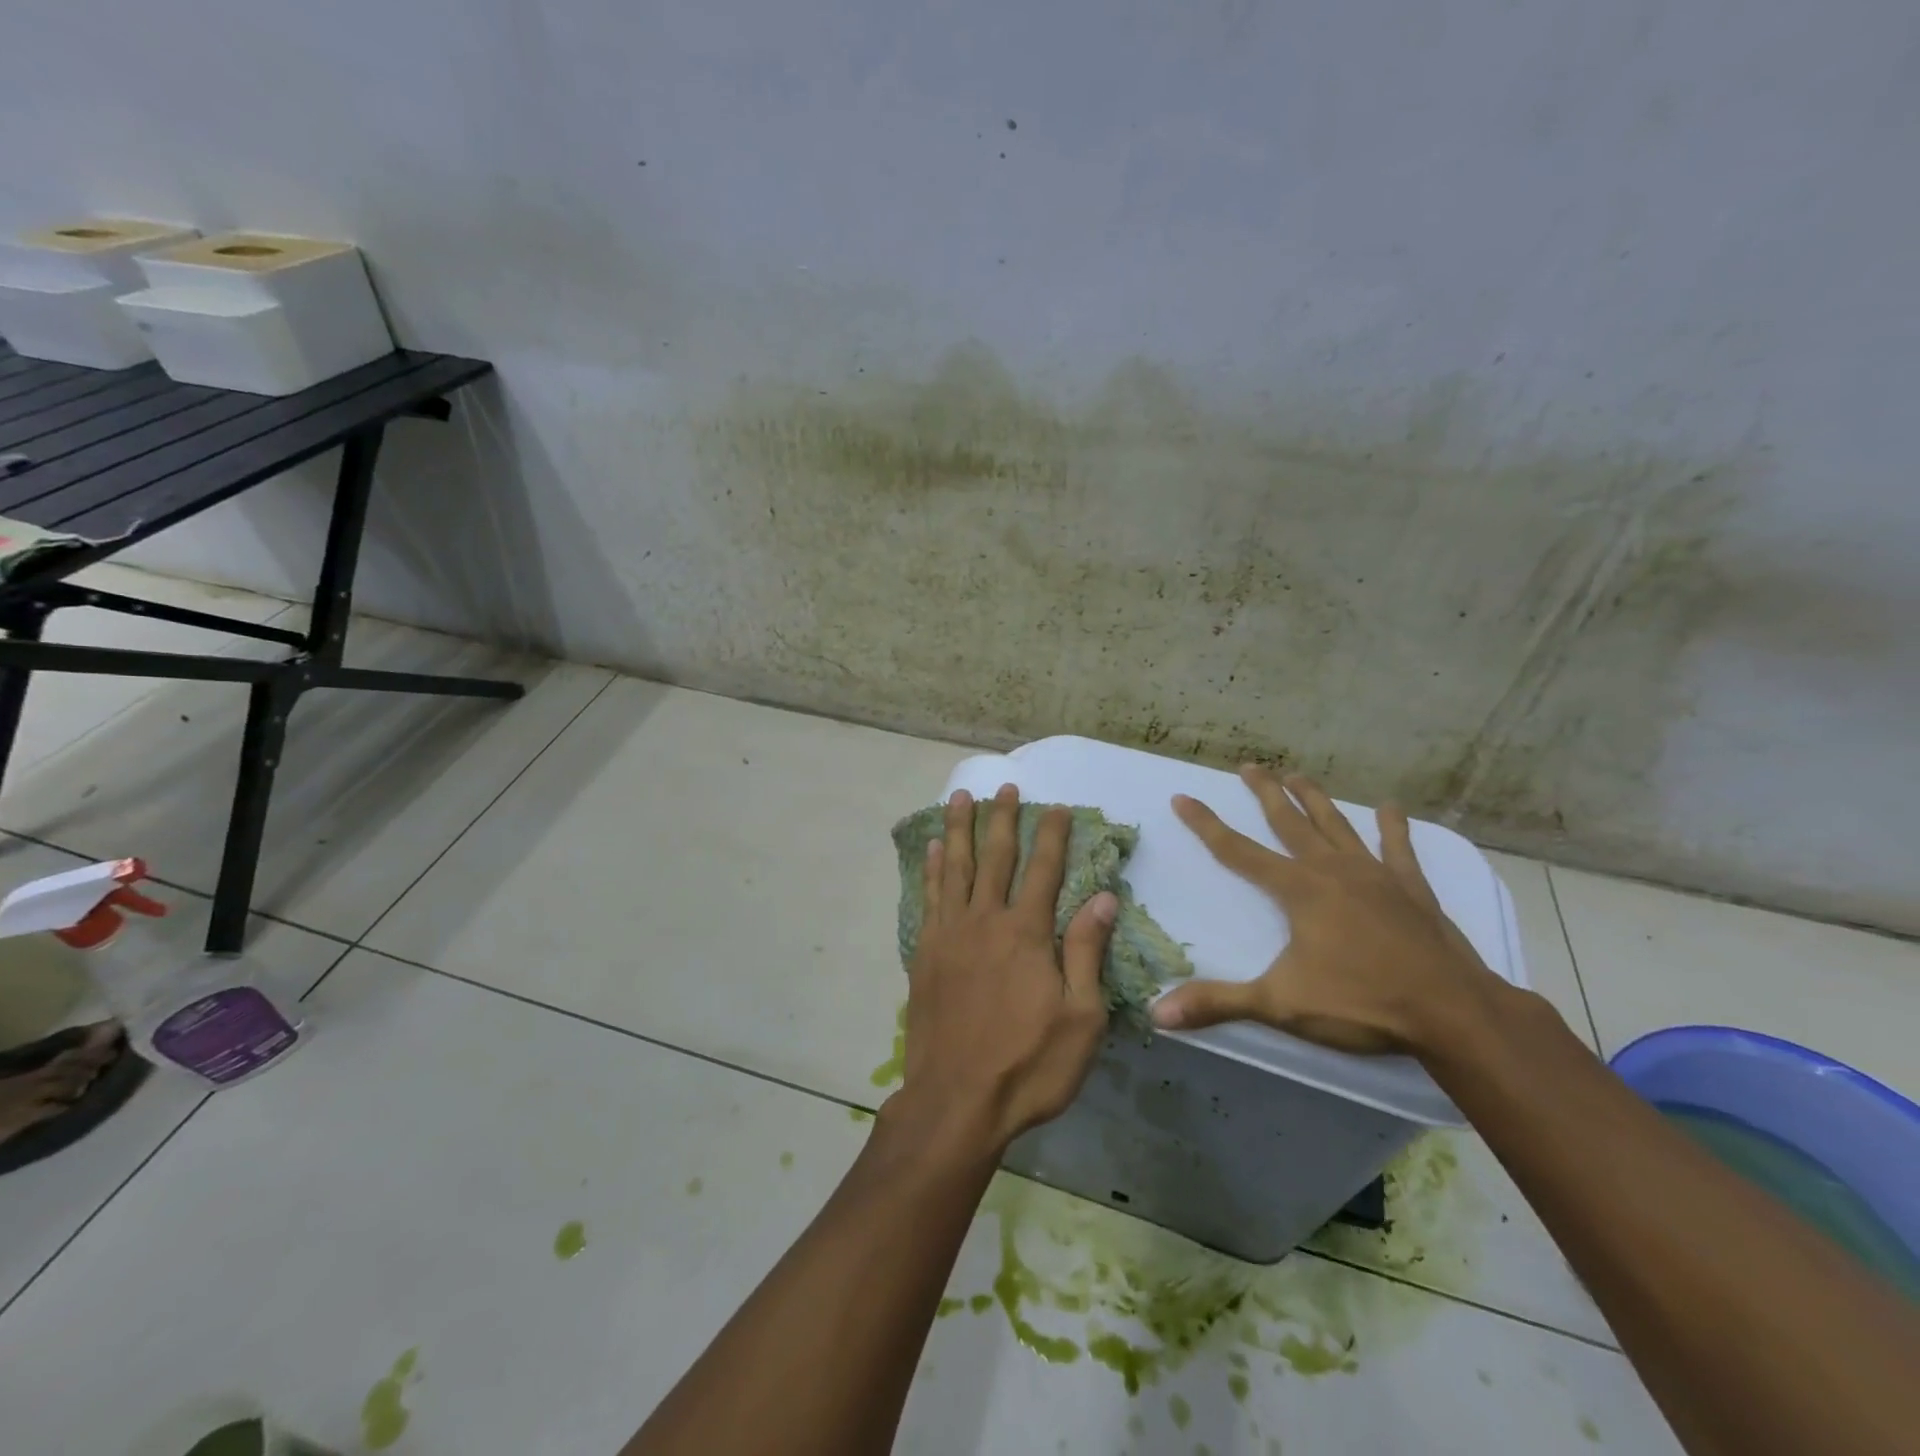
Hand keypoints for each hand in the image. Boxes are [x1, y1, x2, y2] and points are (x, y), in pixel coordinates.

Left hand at [893, 785, 1117, 1153]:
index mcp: (1027, 933)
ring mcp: (951, 935)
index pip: (1043, 870)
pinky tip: (935, 850)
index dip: (1051, 836)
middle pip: (996, 858)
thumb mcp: (1080, 1018)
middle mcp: (986, 921)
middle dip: (1003, 819)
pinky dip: (933, 869)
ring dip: (960, 830)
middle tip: (1006, 787)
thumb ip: (1086, 952)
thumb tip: (1103, 897)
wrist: (957, 1101)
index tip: (1056, 807)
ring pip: (957, 868)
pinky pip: (929, 897)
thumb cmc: (1029, 1065)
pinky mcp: (926, 953)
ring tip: (961, 798)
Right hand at [1149, 768, 1506, 1054]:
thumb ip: (1218, 1004)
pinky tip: (1390, 808)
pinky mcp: (1412, 889)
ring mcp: (1375, 875)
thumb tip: (1158, 1014)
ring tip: (1297, 775)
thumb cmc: (1360, 1004)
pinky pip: (1399, 848)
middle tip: (1249, 766)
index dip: (1206, 824)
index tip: (1182, 797)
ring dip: (1314, 799)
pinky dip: (1393, 827)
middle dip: (1265, 793)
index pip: (1237, 850)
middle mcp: (1332, 870)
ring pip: (1336, 825)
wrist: (1452, 1013)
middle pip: (1289, 822)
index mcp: (1298, 891)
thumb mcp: (1280, 1004)